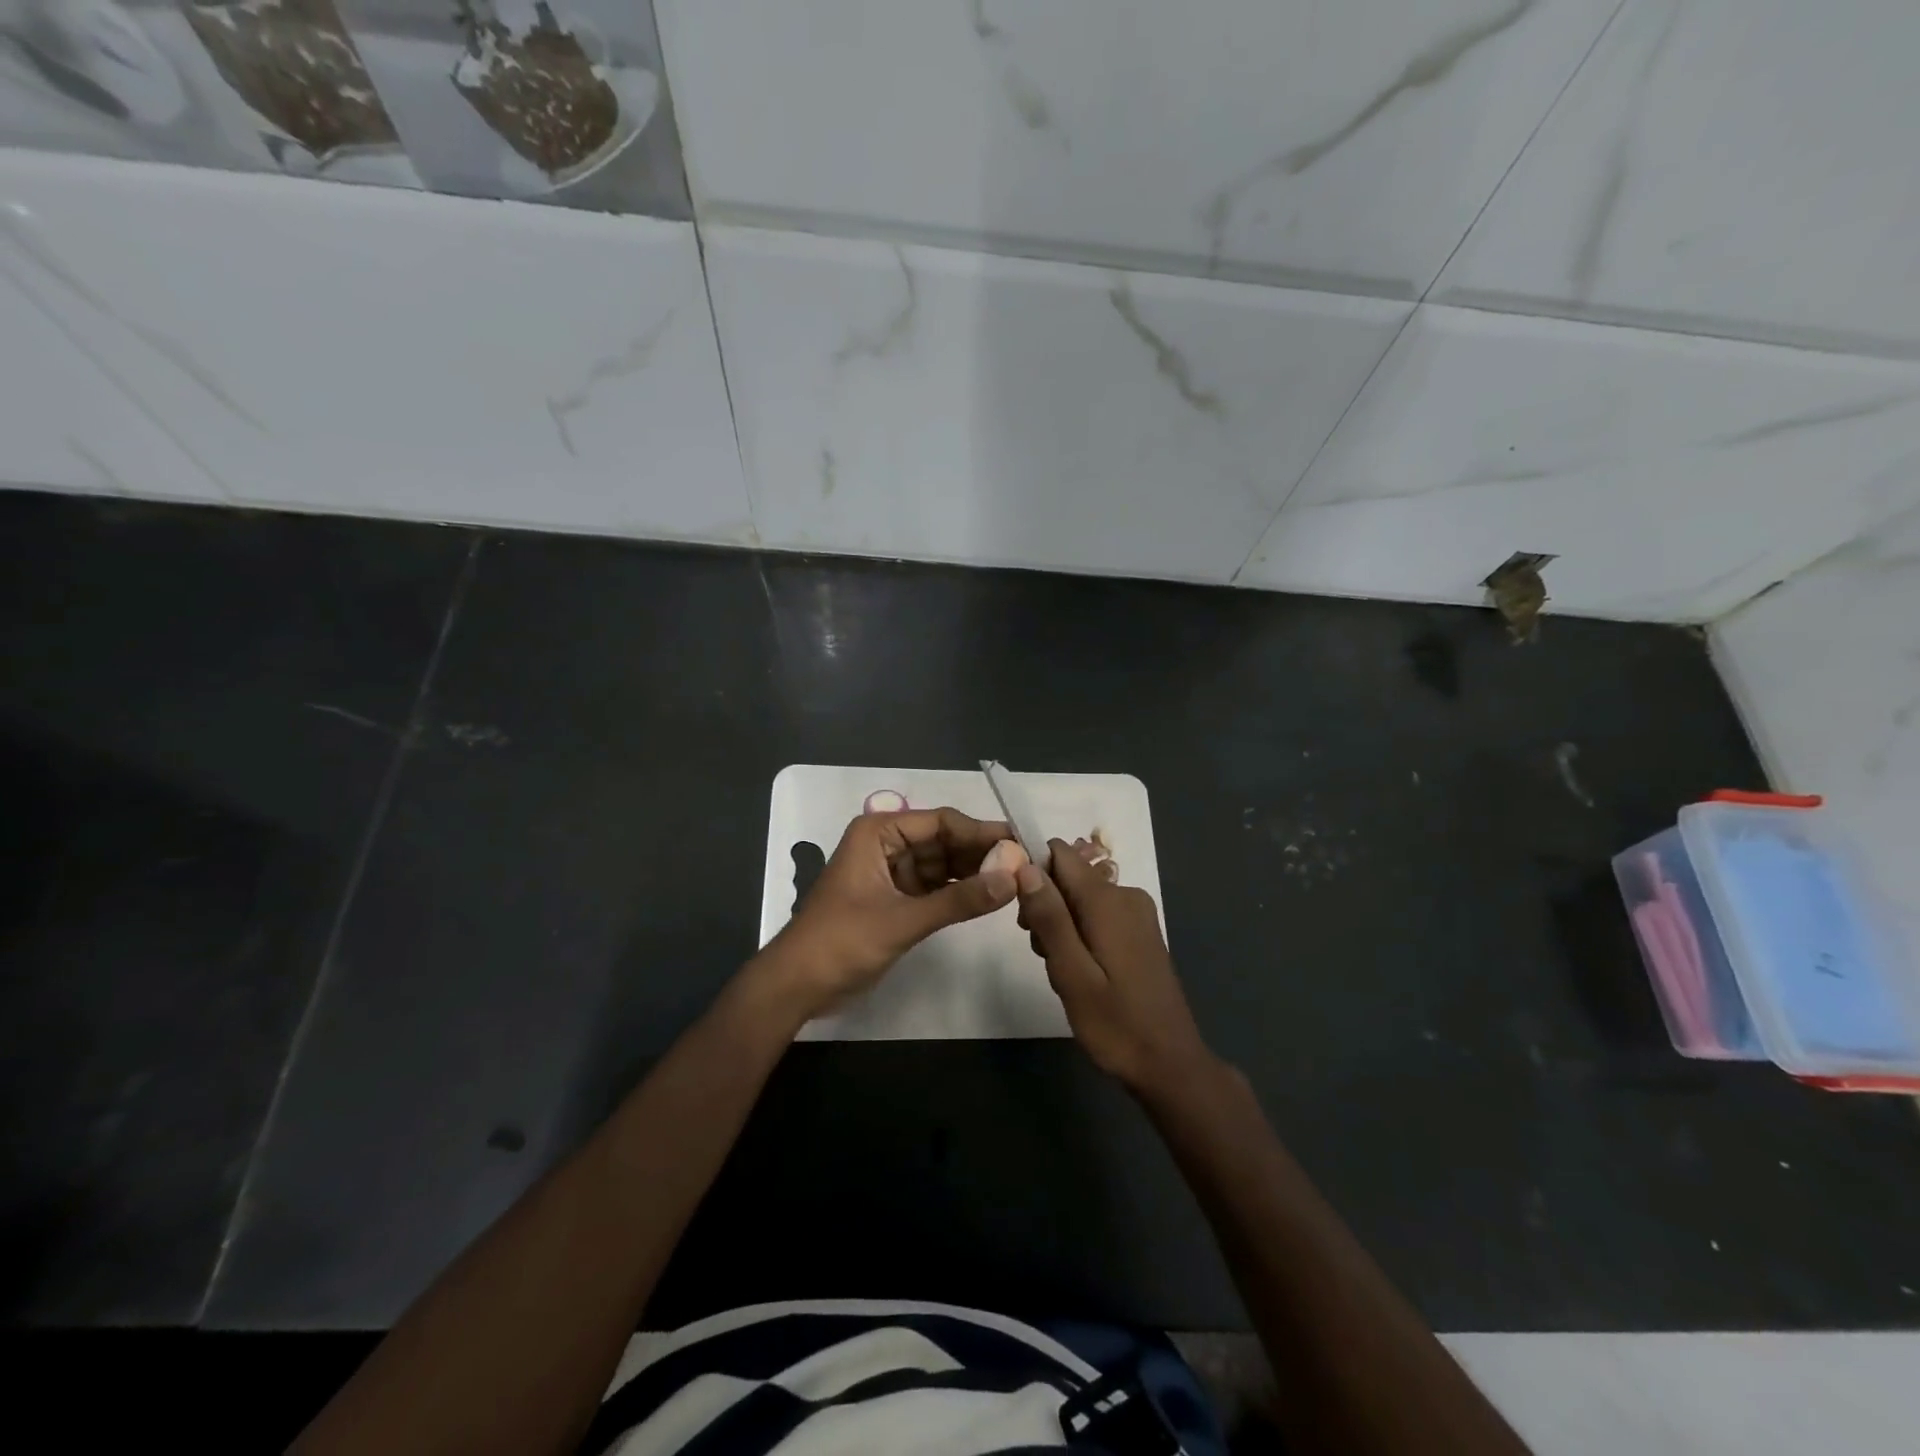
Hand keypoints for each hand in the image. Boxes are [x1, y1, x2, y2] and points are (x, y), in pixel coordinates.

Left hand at [761, 806, 1018, 1018]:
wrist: (797, 986)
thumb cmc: (842, 942)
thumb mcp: (903, 920)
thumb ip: (959, 901)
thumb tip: (1013, 878)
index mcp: (879, 832)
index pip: (941, 822)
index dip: (982, 832)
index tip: (1022, 844)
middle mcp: (887, 843)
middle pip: (945, 841)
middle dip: (981, 853)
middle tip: (1026, 865)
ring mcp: (891, 872)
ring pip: (942, 864)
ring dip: (974, 872)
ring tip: (1016, 881)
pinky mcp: (895, 899)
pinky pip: (935, 887)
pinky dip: (959, 892)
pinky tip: (989, 897)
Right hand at [1016, 839, 1217, 1095]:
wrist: (1170, 1065)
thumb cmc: (1116, 1024)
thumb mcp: (1072, 974)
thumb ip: (1049, 918)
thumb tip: (1026, 866)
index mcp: (1108, 900)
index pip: (1060, 854)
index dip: (1033, 873)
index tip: (1024, 914)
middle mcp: (1125, 895)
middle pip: (1068, 877)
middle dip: (1045, 907)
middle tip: (1044, 955)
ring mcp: (1137, 913)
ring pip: (1080, 898)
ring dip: (1061, 926)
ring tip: (1065, 972)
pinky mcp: (1140, 932)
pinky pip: (1098, 914)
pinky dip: (1081, 934)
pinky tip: (1083, 973)